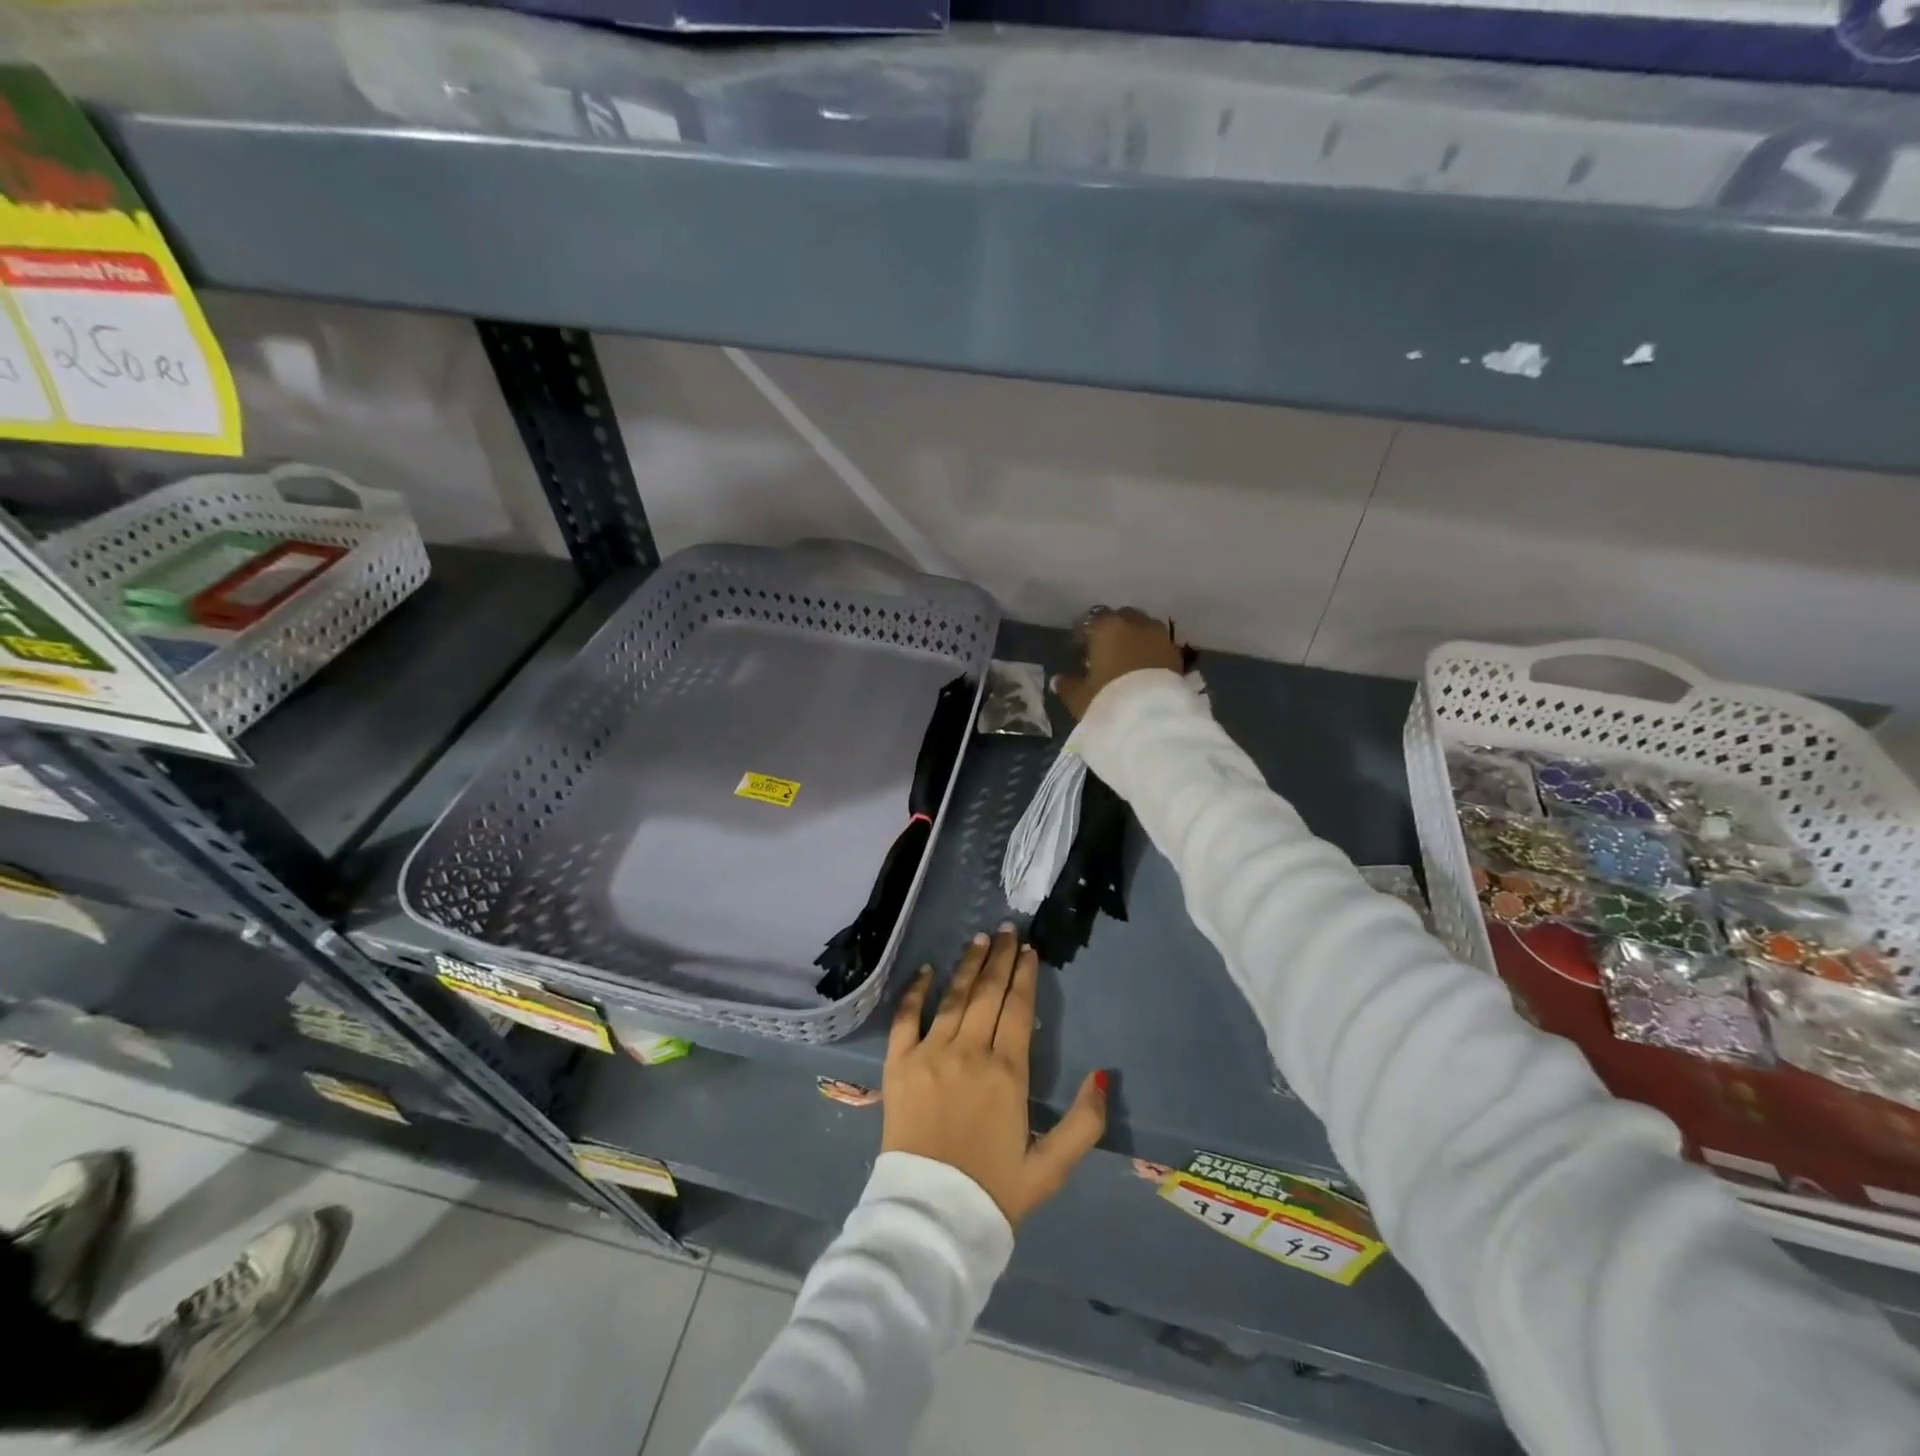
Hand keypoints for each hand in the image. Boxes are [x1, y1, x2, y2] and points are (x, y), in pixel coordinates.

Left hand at [882, 925, 1107, 1225]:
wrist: (930, 1220)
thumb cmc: (993, 1193)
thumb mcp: (1050, 1168)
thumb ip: (1084, 1124)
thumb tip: (1101, 1076)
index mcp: (1007, 1073)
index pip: (1018, 1008)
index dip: (1025, 975)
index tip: (1029, 950)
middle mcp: (969, 1052)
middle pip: (987, 993)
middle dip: (1000, 958)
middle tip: (1007, 930)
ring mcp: (930, 1054)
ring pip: (953, 997)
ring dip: (967, 965)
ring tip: (979, 938)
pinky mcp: (898, 1065)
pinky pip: (905, 1018)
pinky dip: (914, 991)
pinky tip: (925, 970)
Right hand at [1052, 607, 1184, 720]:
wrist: (1152, 718)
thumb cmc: (1107, 699)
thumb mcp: (1079, 696)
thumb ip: (1068, 684)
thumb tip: (1059, 679)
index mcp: (1107, 627)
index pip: (1093, 618)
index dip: (1085, 631)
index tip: (1079, 645)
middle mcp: (1136, 624)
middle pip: (1123, 617)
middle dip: (1114, 629)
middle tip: (1104, 650)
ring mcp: (1160, 637)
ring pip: (1144, 629)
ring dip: (1135, 638)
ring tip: (1127, 659)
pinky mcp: (1177, 655)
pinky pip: (1159, 646)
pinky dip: (1151, 651)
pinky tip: (1144, 669)